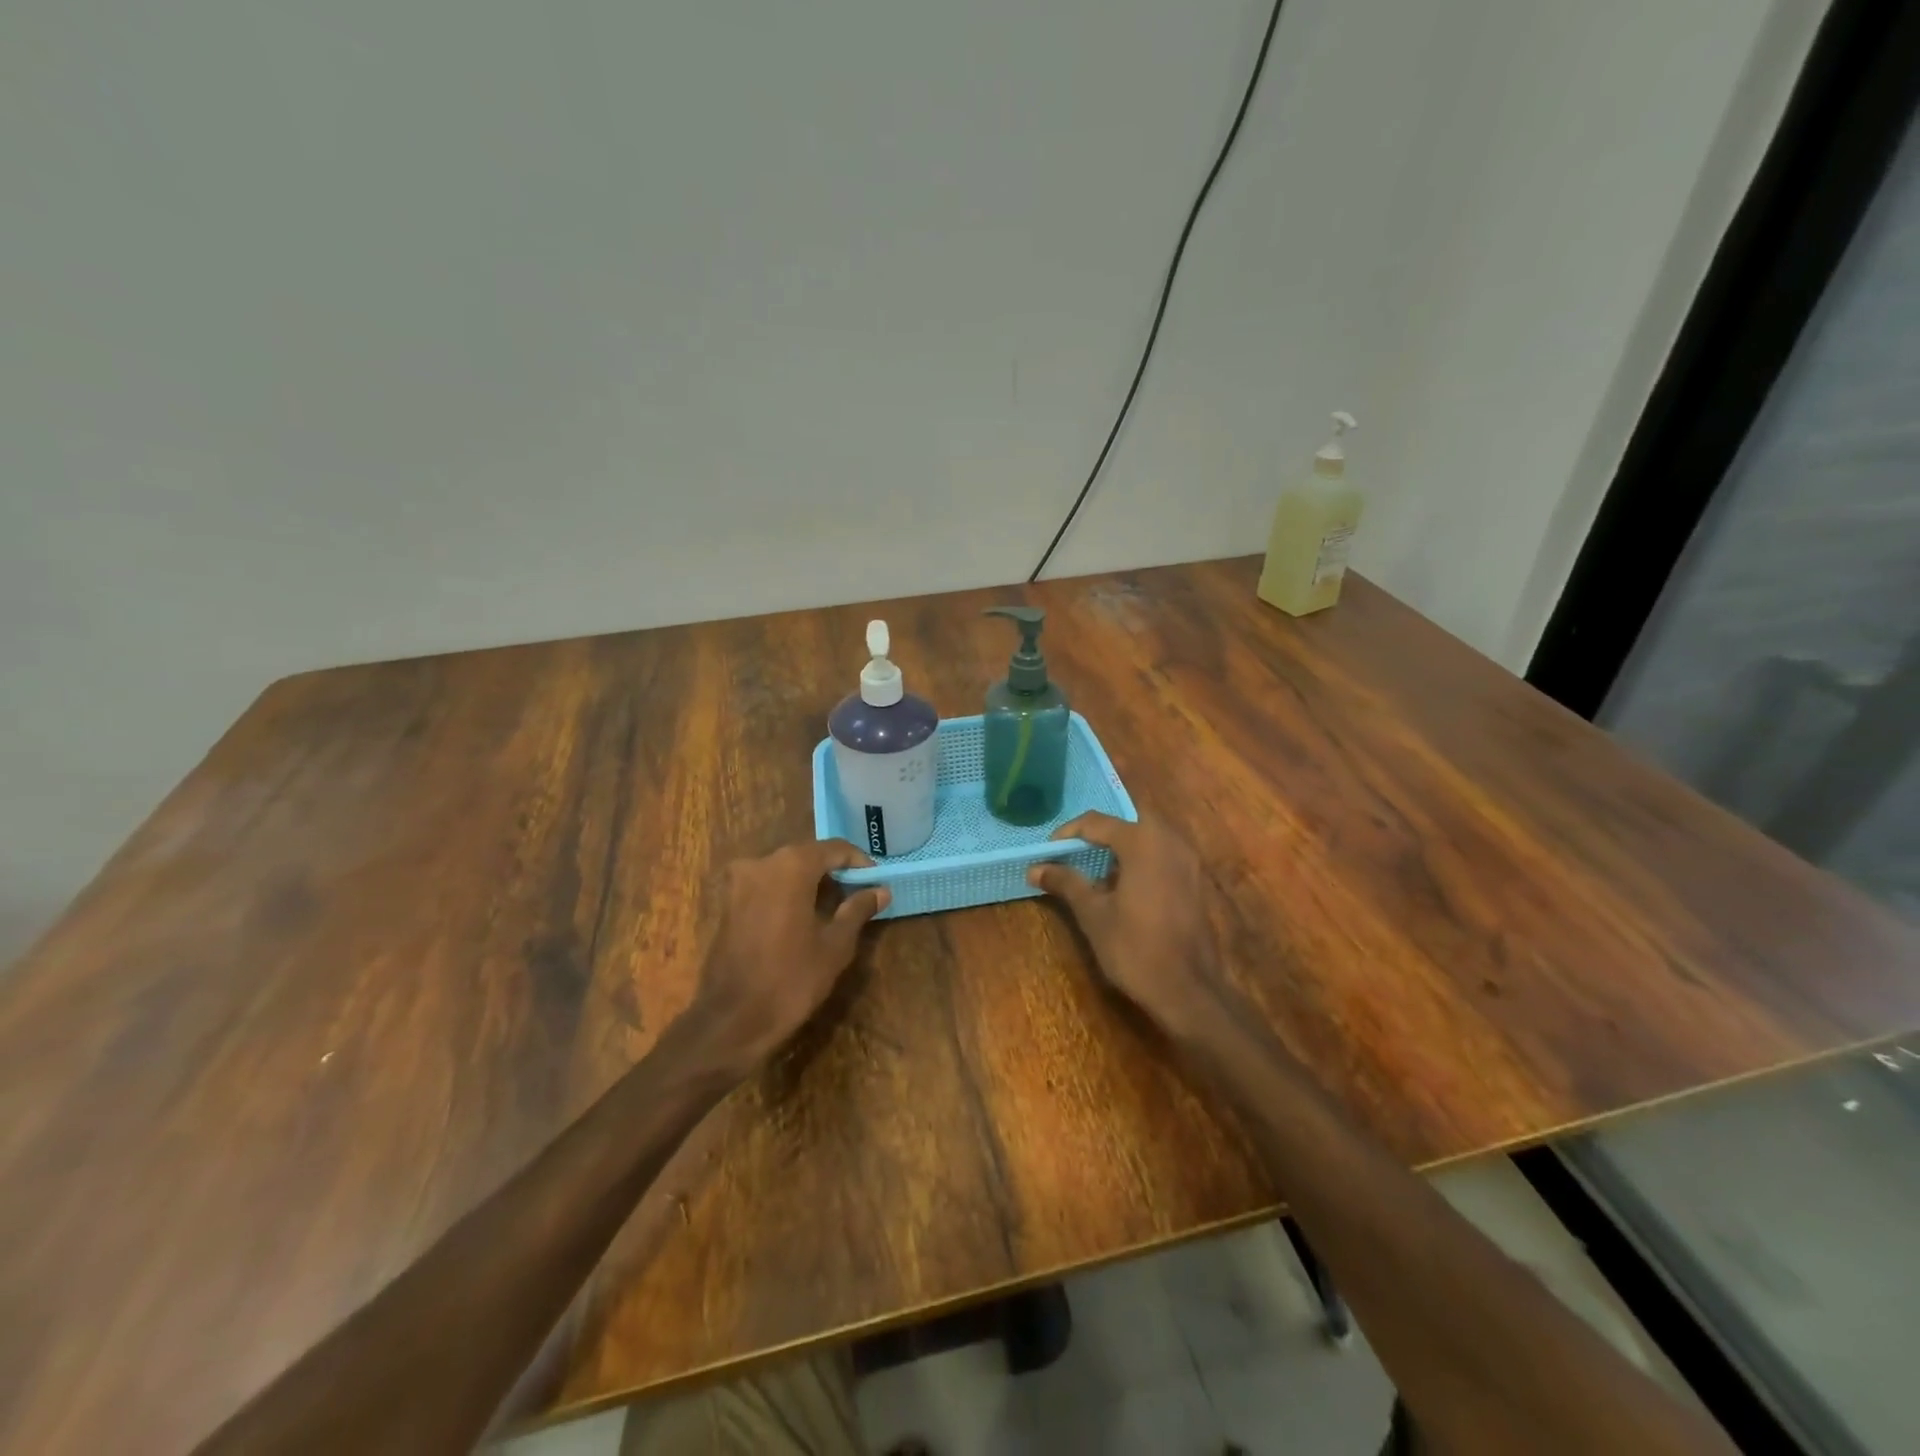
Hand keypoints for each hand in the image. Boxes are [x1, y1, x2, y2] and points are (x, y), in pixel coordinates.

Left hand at [686, 839, 889, 1078]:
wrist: (732, 1021)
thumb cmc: (791, 979)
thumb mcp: (835, 945)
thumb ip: (858, 909)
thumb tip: (880, 890)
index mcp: (791, 866)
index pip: (834, 848)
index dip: (858, 862)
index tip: (876, 881)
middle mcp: (761, 863)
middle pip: (807, 856)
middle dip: (834, 871)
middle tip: (859, 893)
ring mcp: (739, 882)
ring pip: (785, 870)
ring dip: (810, 882)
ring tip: (835, 907)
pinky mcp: (727, 903)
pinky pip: (766, 886)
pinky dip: (788, 893)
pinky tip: (804, 917)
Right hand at [1027, 812, 1229, 1043]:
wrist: (1189, 990)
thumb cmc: (1135, 948)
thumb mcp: (1093, 914)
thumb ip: (1066, 883)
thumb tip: (1035, 868)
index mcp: (1142, 842)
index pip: (1097, 822)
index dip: (1068, 834)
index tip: (1048, 852)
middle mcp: (1169, 840)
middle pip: (1126, 824)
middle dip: (1097, 835)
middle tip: (1072, 855)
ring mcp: (1188, 860)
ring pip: (1147, 837)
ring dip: (1120, 847)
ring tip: (1094, 870)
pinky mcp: (1196, 880)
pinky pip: (1162, 855)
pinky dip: (1140, 860)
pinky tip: (1123, 887)